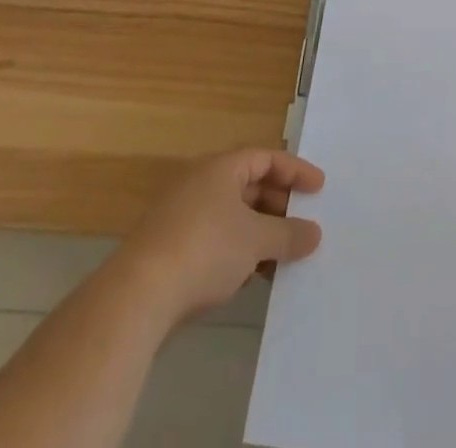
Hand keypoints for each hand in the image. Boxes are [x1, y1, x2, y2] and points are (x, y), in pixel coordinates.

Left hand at [118, 148, 324, 332]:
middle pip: (250, 186)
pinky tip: (251, 277)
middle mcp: (201, 182)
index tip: (319, 189)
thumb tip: (315, 233)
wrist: (136, 296)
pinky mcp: (170, 247)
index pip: (267, 158)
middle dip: (279, 206)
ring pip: (233, 215)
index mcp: (221, 168)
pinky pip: (216, 238)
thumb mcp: (256, 241)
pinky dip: (238, 250)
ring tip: (283, 256)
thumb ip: (288, 235)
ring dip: (260, 232)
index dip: (295, 171)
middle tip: (303, 224)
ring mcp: (182, 215)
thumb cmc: (204, 250)